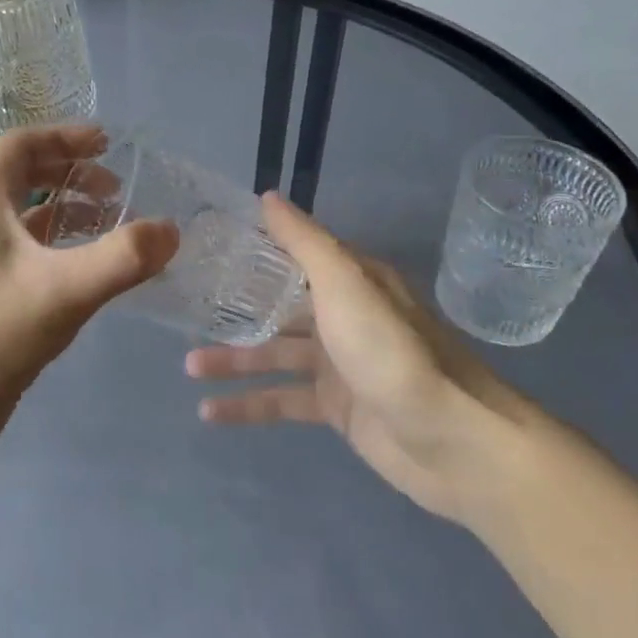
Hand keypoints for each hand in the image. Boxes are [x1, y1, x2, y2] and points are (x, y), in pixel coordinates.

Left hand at [0, 125, 178, 466]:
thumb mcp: (63, 291)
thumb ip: (121, 259)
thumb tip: (170, 230)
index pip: (21, 144)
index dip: (65, 136)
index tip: (107, 143)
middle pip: (25, 176)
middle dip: (73, 175)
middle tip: (116, 190)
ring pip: (28, 218)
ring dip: (69, 213)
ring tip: (112, 226)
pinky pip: (28, 253)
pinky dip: (61, 249)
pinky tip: (90, 272)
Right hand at [186, 192, 524, 525]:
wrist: (451, 440)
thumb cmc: (390, 351)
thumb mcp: (344, 284)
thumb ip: (304, 242)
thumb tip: (267, 196)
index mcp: (349, 280)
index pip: (293, 255)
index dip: (253, 250)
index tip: (207, 247)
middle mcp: (343, 316)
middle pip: (278, 306)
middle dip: (235, 309)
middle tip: (186, 311)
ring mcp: (339, 364)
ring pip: (274, 354)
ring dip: (234, 359)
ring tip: (188, 366)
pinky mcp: (336, 408)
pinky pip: (282, 400)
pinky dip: (248, 404)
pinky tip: (209, 412)